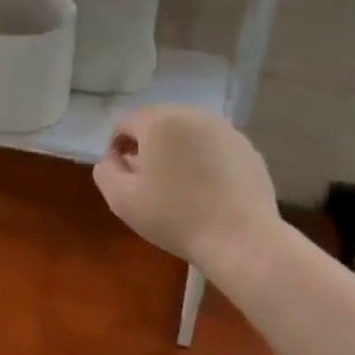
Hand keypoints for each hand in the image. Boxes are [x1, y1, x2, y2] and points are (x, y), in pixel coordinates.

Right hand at [93, 106, 279, 270]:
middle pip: (158, 123)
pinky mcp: (248, 148)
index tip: (121, 175)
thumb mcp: (121, 200)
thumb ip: (106, 172)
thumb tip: (112, 159)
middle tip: (146, 180)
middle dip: (147, 146)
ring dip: (176, 151)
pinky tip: (205, 190)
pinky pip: (213, 147)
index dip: (116, 147)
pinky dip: (203, 160)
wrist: (240, 238)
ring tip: (177, 185)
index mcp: (159, 123)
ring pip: (188, 133)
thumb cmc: (174, 217)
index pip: (125, 123)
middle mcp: (193, 116)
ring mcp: (226, 130)